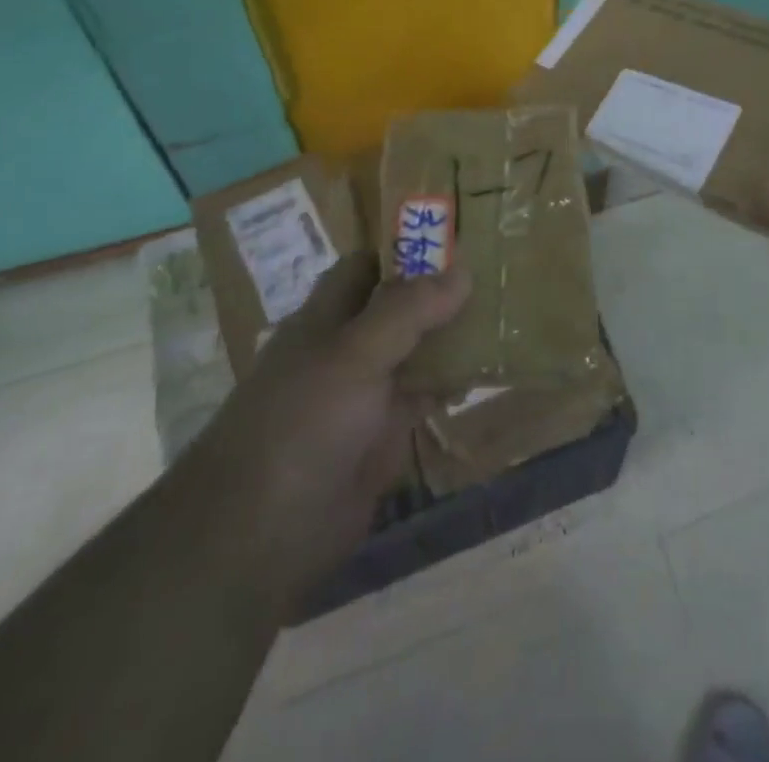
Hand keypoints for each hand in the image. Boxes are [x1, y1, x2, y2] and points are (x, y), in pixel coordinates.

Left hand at [192, 266, 470, 616]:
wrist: (262, 534)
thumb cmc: (302, 422)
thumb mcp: (356, 353)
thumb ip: (408, 309)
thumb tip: (462, 269)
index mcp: (327, 317)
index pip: (368, 265)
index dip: (407, 247)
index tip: (459, 234)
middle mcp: (346, 348)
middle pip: (398, 306)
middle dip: (441, 290)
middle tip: (498, 270)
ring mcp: (365, 393)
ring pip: (415, 351)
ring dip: (452, 336)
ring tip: (506, 312)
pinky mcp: (382, 436)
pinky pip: (423, 397)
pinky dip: (452, 384)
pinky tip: (488, 371)